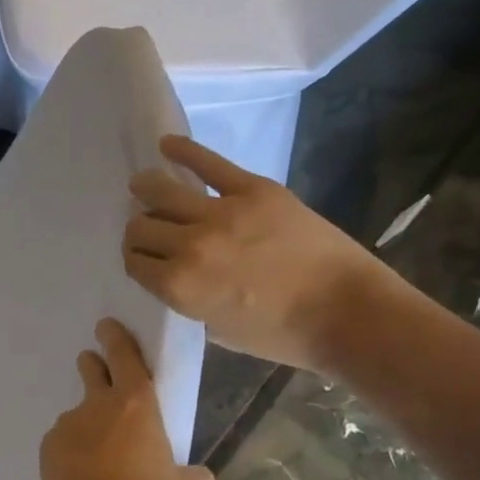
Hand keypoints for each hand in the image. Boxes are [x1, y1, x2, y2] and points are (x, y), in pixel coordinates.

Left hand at [32, 319, 214, 479]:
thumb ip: (195, 475)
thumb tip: (193, 473)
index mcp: (137, 405)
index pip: (125, 355)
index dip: (118, 338)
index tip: (108, 326)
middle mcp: (97, 406)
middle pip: (93, 370)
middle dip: (96, 364)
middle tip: (102, 371)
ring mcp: (67, 427)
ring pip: (81, 412)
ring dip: (91, 420)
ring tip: (105, 454)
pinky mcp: (47, 451)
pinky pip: (66, 441)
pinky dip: (77, 449)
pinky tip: (87, 477)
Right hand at [124, 136, 386, 374]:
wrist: (345, 312)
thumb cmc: (282, 335)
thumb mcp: (219, 332)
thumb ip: (190, 301)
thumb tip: (178, 277)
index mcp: (179, 286)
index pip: (135, 262)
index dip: (135, 260)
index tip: (144, 258)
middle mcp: (189, 245)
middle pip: (141, 226)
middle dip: (138, 230)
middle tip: (148, 230)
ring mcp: (220, 212)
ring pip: (162, 190)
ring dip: (146, 188)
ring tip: (143, 186)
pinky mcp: (252, 189)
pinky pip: (208, 162)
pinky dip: (182, 150)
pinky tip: (166, 144)